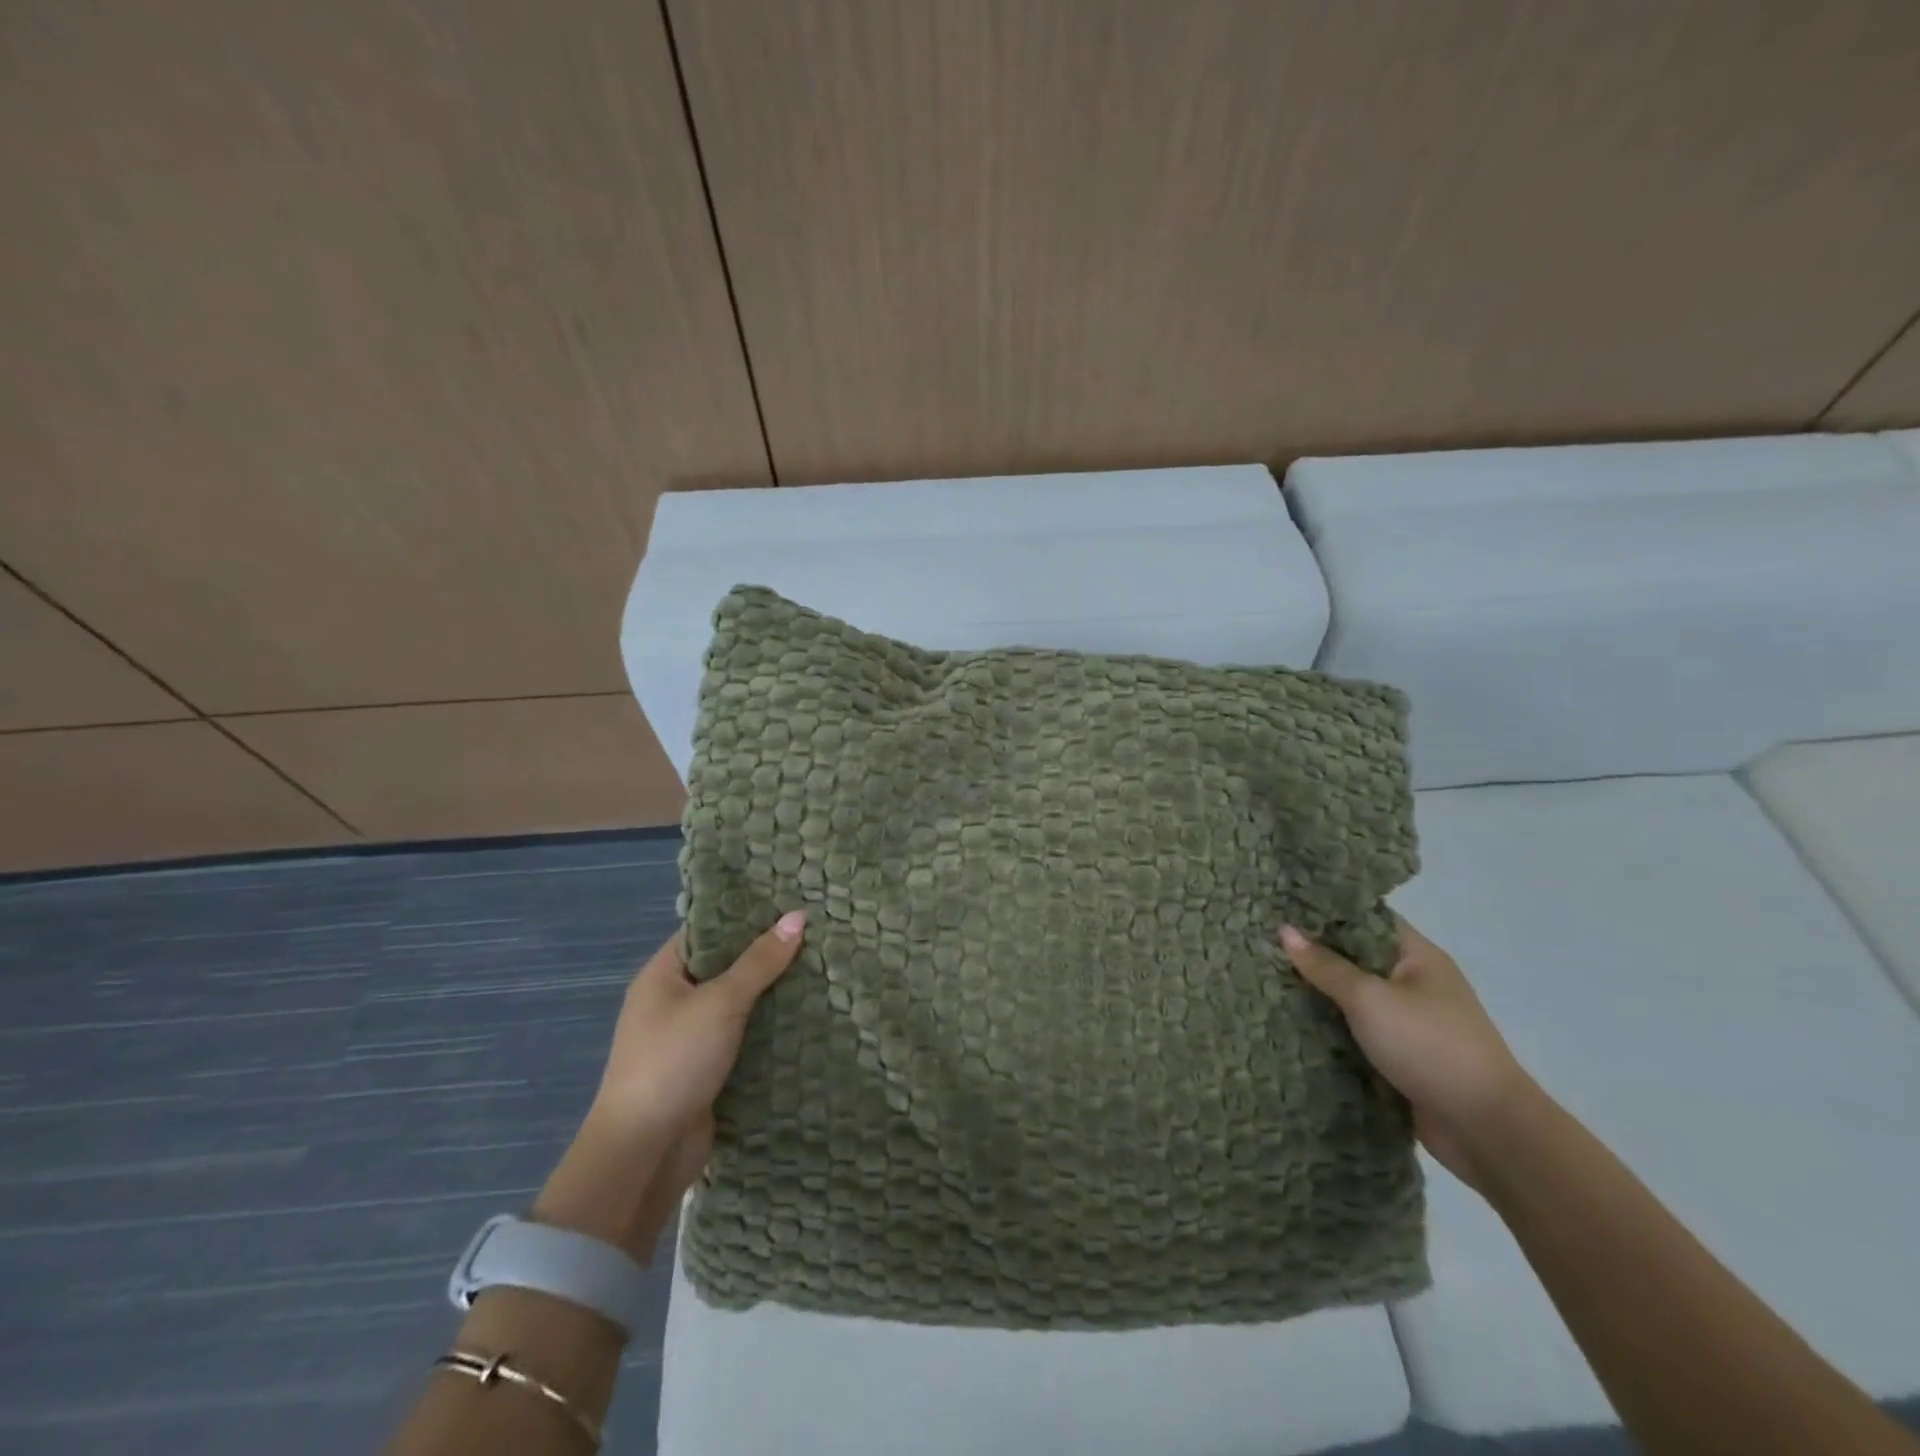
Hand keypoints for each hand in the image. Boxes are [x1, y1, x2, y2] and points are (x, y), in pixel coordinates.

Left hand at [533, 911, 805, 1261]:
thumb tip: (797, 916)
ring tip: (823, 967)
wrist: (644, 1153)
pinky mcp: (708, 1069)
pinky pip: (744, 1036)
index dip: (745, 915)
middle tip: (817, 933)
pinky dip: (771, 1028)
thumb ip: (759, 961)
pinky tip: (809, 1015)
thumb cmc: (674, 1061)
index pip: (707, 930)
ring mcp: (691, 1037)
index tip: (790, 902)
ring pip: (740, 1003)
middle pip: (727, 966)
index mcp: (663, 975)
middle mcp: (673, 1001)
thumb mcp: (720, 1002)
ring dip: (774, 993)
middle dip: (768, 955)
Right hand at [1280, 916, 1533, 1190]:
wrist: (1486, 1129)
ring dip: (1320, 996)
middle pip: (1356, 958)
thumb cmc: (1430, 1046)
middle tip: (1263, 945)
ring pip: (1354, 998)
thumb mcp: (1370, 999)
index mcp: (1418, 957)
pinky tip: (1293, 1025)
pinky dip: (1332, 1030)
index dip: (1325, 911)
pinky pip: (1358, 1033)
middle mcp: (1416, 984)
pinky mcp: (1403, 1057)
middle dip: (1314, 955)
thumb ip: (1326, 966)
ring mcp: (1411, 1022)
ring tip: (1267, 981)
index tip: (1281, 908)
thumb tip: (1285, 930)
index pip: (1366, 918)